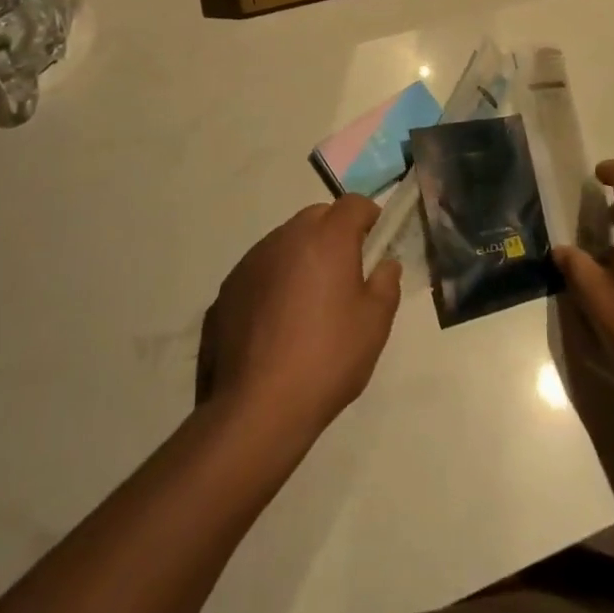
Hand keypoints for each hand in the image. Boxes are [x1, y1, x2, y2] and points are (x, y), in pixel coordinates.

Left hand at [202, 196, 401, 442]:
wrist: (256, 408)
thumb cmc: (326, 359)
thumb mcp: (374, 325)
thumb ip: (386, 284)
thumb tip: (385, 264)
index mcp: (326, 238)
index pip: (354, 203)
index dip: (369, 217)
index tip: (376, 244)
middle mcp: (286, 237)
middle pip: (317, 217)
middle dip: (335, 234)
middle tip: (345, 275)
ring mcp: (251, 261)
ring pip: (286, 242)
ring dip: (302, 257)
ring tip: (308, 304)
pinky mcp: (227, 288)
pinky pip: (260, 270)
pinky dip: (273, 282)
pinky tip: (276, 325)